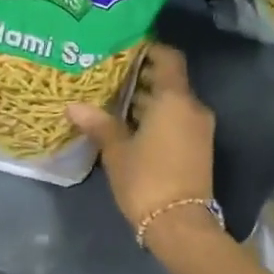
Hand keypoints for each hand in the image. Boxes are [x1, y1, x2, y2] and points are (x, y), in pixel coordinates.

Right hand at [67, 43, 214, 231]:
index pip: (168, 58)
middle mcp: (193, 108)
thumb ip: (99, 123)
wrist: (179, 224)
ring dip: (149, 101)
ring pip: (173, 104)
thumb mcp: (116, 151)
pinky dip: (158, 118)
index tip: (125, 50)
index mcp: (175, 99)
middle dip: (142, 77)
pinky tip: (130, 127)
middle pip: (170, 81)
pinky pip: (177, 121)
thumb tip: (74, 106)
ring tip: (114, 102)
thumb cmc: (146, 179)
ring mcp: (199, 129)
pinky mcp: (199, 148)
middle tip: (110, 77)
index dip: (149, 49)